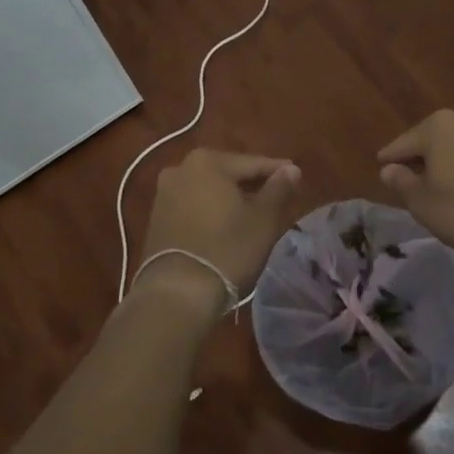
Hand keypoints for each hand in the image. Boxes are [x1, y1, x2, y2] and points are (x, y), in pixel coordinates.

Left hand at [138, 150, 301, 305]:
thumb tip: (290, 169)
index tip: (296, 178)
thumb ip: (279, 188)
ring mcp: (164, 193)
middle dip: (251, 184)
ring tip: (253, 214)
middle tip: (276, 197)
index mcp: (207, 161)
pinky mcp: (156, 218)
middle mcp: (180, 168)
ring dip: (230, 199)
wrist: (177, 292)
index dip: (277, 171)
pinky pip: (193, 206)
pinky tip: (225, 226)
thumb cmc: (227, 249)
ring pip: (208, 190)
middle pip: (227, 173)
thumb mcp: (263, 219)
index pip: (252, 163)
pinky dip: (211, 211)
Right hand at [377, 110, 453, 254]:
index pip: (403, 143)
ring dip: (447, 163)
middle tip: (409, 179)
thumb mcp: (423, 203)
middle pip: (432, 141)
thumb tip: (388, 169)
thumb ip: (402, 183)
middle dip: (421, 158)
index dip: (390, 159)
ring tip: (440, 185)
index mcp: (438, 126)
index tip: (381, 168)